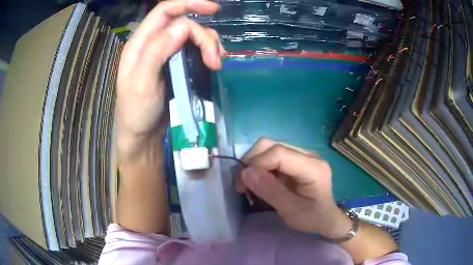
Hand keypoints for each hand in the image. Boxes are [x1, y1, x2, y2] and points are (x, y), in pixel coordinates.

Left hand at [115, 0, 224, 155]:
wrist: (143, 134)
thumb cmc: (136, 111)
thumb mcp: (141, 84)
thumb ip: (157, 52)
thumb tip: (182, 26)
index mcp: (140, 42)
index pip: (165, 11)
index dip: (188, 4)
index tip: (214, 9)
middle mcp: (154, 43)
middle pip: (184, 23)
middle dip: (204, 36)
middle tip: (216, 59)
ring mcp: (166, 53)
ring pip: (193, 36)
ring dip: (209, 44)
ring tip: (217, 63)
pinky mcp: (177, 65)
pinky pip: (196, 50)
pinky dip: (208, 53)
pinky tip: (214, 63)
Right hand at [237, 138, 351, 238]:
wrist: (325, 218)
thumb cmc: (312, 218)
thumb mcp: (291, 211)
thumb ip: (270, 191)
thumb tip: (246, 172)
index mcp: (313, 167)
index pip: (279, 153)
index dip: (257, 164)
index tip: (244, 184)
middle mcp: (308, 154)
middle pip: (271, 145)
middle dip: (252, 162)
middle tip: (243, 185)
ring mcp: (301, 155)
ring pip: (268, 148)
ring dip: (253, 164)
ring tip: (249, 185)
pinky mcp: (295, 159)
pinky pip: (271, 156)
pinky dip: (259, 167)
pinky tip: (259, 182)